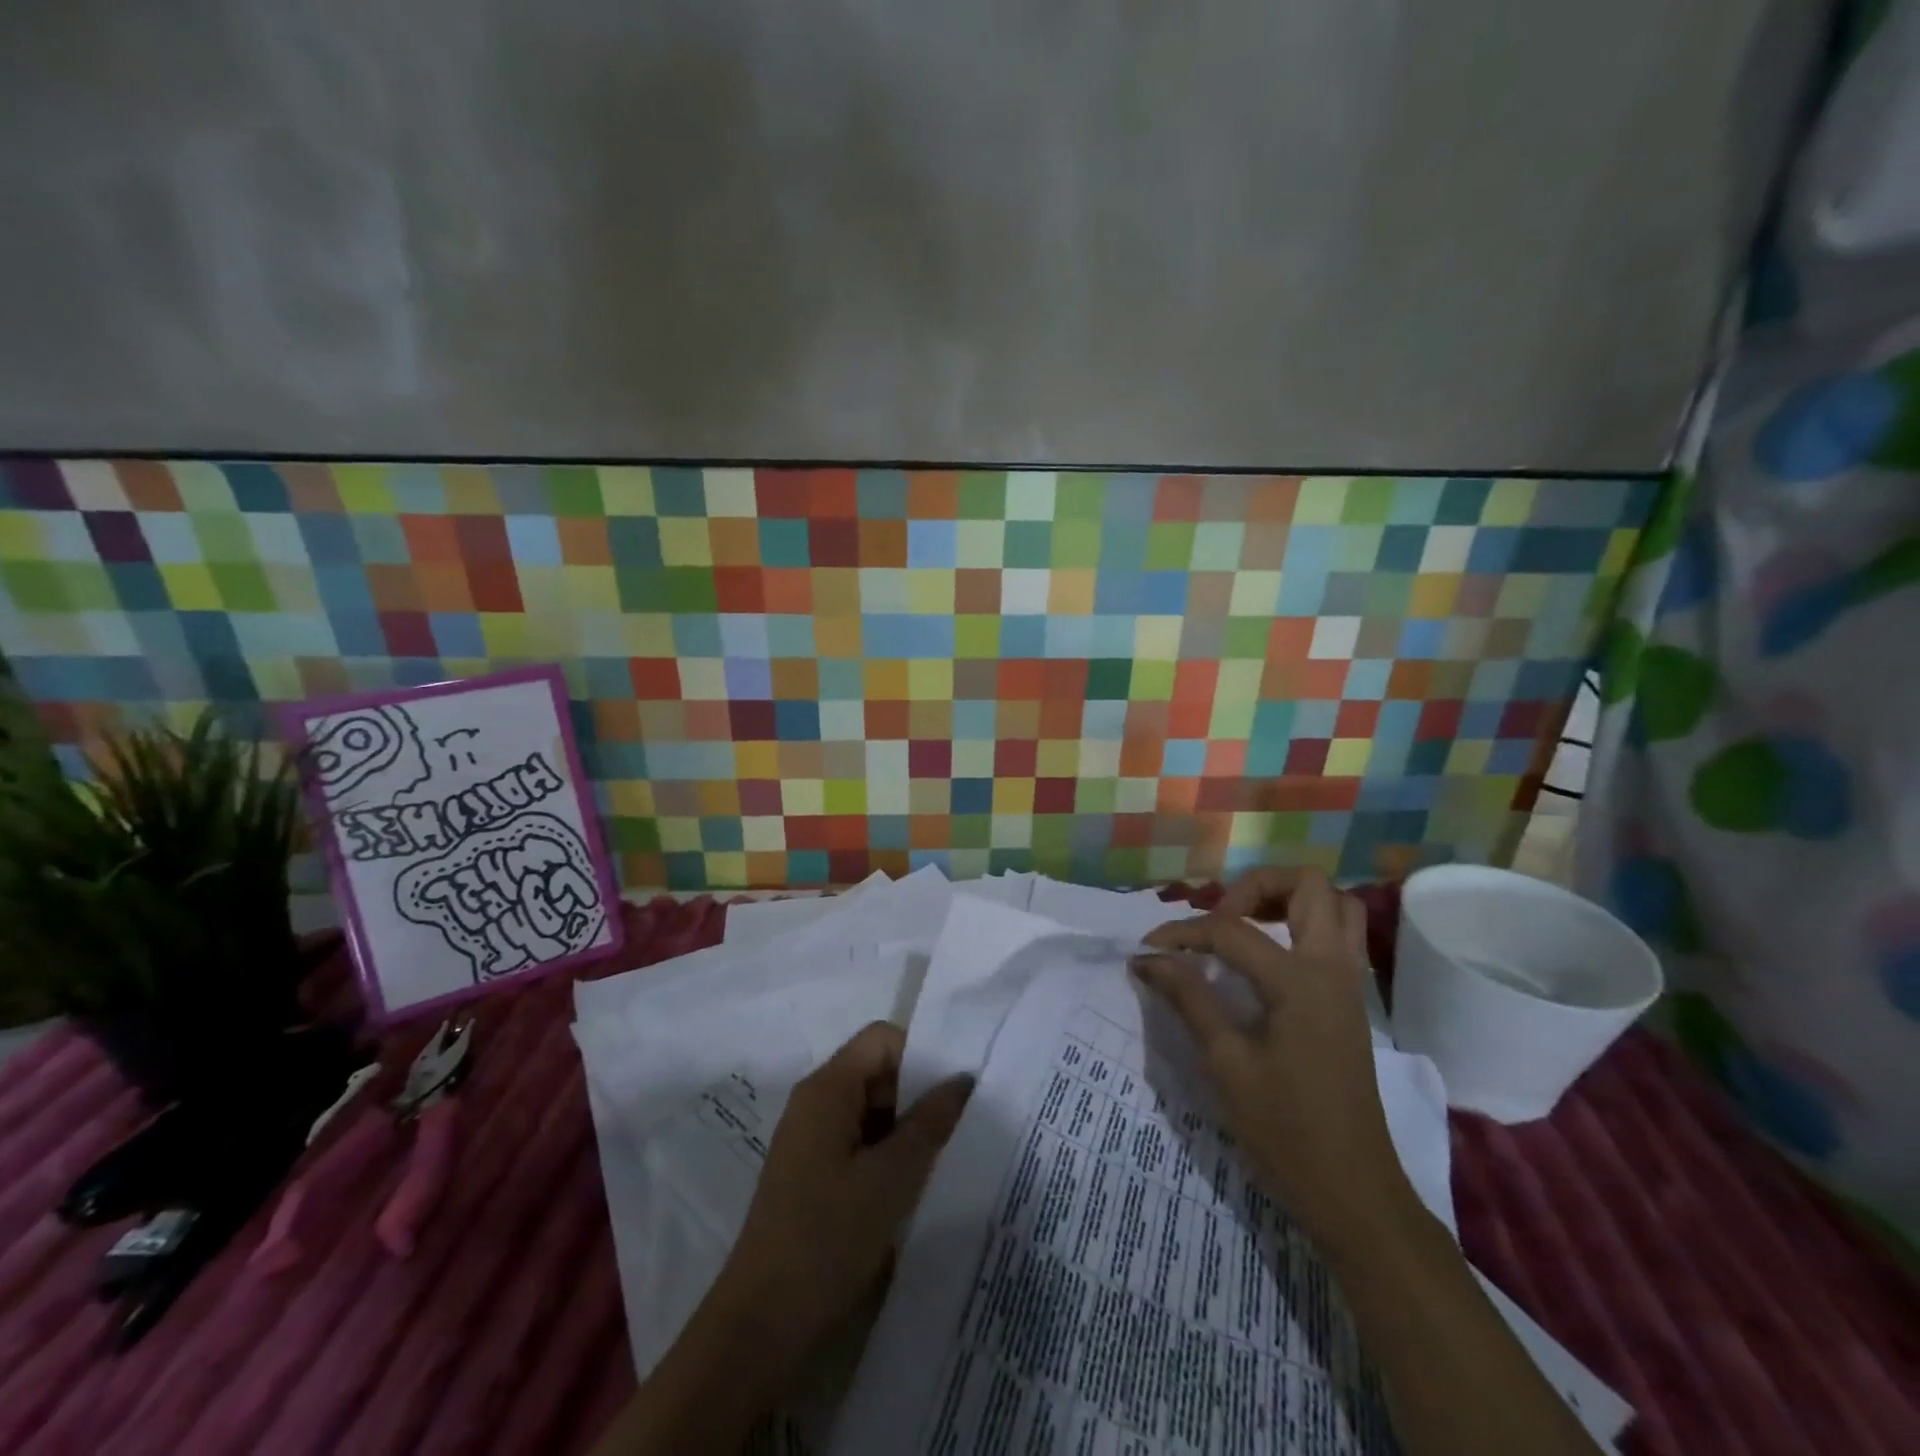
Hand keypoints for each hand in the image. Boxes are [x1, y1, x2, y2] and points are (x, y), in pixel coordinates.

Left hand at [711, 1022, 973, 1392]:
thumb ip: (930, 1122)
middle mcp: (815, 1103)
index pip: (882, 1039)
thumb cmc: (827, 1238)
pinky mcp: (813, 1174)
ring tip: (941, 1160)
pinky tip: (912, 1187)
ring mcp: (811, 1140)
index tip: (956, 1091)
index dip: (921, 1055)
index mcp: (827, 1088)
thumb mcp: (891, 1178)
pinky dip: (887, 1155)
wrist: (761, 1327)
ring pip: (871, 1110)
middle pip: (877, 1071)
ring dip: (905, 1129)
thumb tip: (962, 1078)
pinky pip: (859, 1142)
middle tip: (957, 1129)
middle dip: (917, 1095)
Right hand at [1134, 869, 1413, 1255]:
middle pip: (1308, 885)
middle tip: (1217, 921)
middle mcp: (1332, 968)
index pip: (1231, 931)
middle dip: (1255, 887)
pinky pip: (1338, 935)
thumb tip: (1147, 959)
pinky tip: (1267, 957)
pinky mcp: (1350, 1002)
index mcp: (1300, 982)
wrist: (1354, 1192)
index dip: (1182, 933)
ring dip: (1288, 900)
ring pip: (1335, 904)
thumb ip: (1188, 998)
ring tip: (1244, 926)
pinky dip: (1304, 925)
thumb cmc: (1286, 1131)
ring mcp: (1349, 984)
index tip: (1147, 950)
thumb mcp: (1226, 1064)